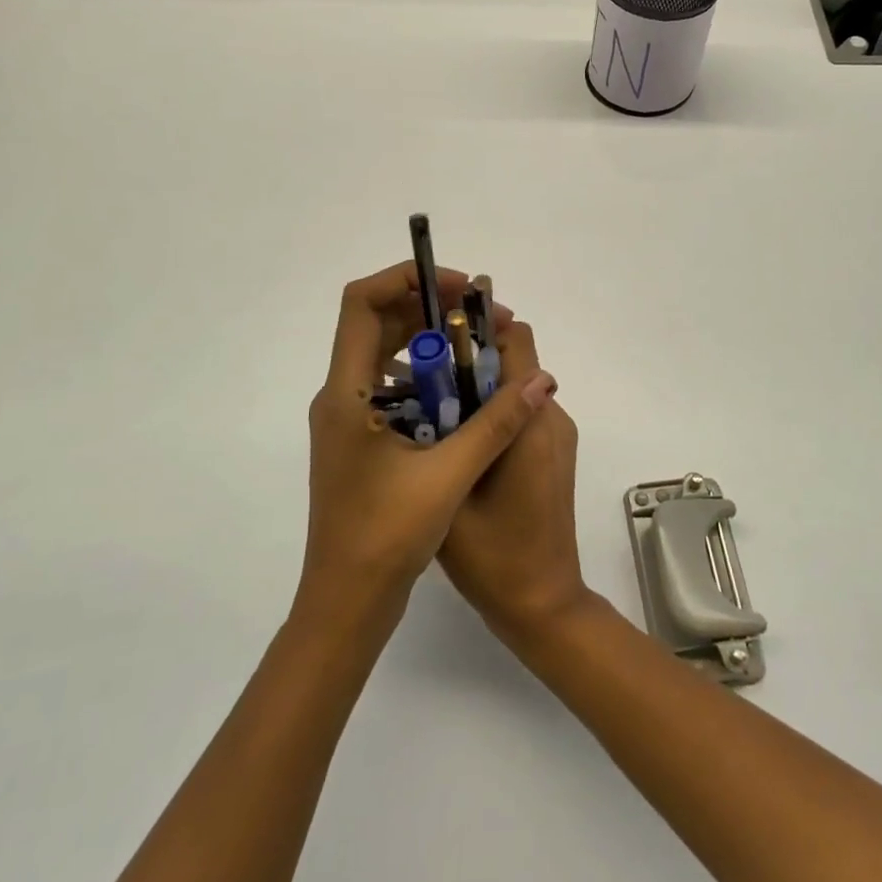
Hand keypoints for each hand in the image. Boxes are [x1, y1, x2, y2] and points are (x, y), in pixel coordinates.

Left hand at [299, 262, 557, 632]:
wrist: (346, 603)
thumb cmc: (386, 535)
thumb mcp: (450, 473)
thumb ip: (498, 421)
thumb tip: (541, 378)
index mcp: (347, 391)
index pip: (361, 301)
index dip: (406, 279)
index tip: (458, 290)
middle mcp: (340, 395)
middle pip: (378, 322)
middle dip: (433, 311)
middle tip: (485, 322)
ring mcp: (348, 419)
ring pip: (386, 355)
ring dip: (431, 345)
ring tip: (481, 353)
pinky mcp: (361, 440)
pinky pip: (392, 387)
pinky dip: (426, 377)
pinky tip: (464, 396)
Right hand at [439, 319, 589, 644]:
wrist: (542, 605)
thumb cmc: (493, 556)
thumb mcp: (453, 490)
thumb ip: (446, 431)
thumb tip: (425, 383)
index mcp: (531, 422)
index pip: (516, 341)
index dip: (479, 326)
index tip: (437, 332)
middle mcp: (552, 417)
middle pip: (515, 360)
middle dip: (470, 357)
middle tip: (420, 373)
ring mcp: (557, 436)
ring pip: (516, 386)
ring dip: (478, 386)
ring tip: (429, 406)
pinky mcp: (554, 453)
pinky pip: (523, 412)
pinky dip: (493, 411)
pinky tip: (457, 439)